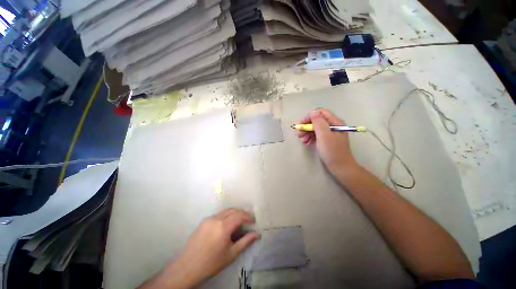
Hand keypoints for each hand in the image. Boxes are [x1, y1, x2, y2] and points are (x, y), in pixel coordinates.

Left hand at [139, 209, 259, 288]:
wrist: (187, 268)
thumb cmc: (211, 263)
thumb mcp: (231, 254)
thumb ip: (245, 242)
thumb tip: (257, 235)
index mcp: (223, 227)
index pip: (239, 216)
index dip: (248, 217)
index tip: (253, 221)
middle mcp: (216, 219)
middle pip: (233, 210)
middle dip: (242, 213)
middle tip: (248, 220)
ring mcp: (208, 219)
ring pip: (225, 211)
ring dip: (234, 214)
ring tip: (239, 223)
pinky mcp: (203, 221)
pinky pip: (218, 215)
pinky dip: (226, 216)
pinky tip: (226, 226)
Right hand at [297, 108, 356, 173]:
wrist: (340, 167)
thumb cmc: (332, 151)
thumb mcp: (324, 135)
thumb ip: (318, 122)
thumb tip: (313, 113)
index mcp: (335, 122)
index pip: (320, 113)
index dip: (309, 117)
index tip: (301, 124)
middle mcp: (333, 126)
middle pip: (317, 121)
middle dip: (307, 126)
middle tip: (299, 134)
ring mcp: (330, 133)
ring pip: (315, 128)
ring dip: (307, 133)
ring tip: (302, 140)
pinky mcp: (327, 140)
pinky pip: (316, 135)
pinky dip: (310, 138)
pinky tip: (306, 143)